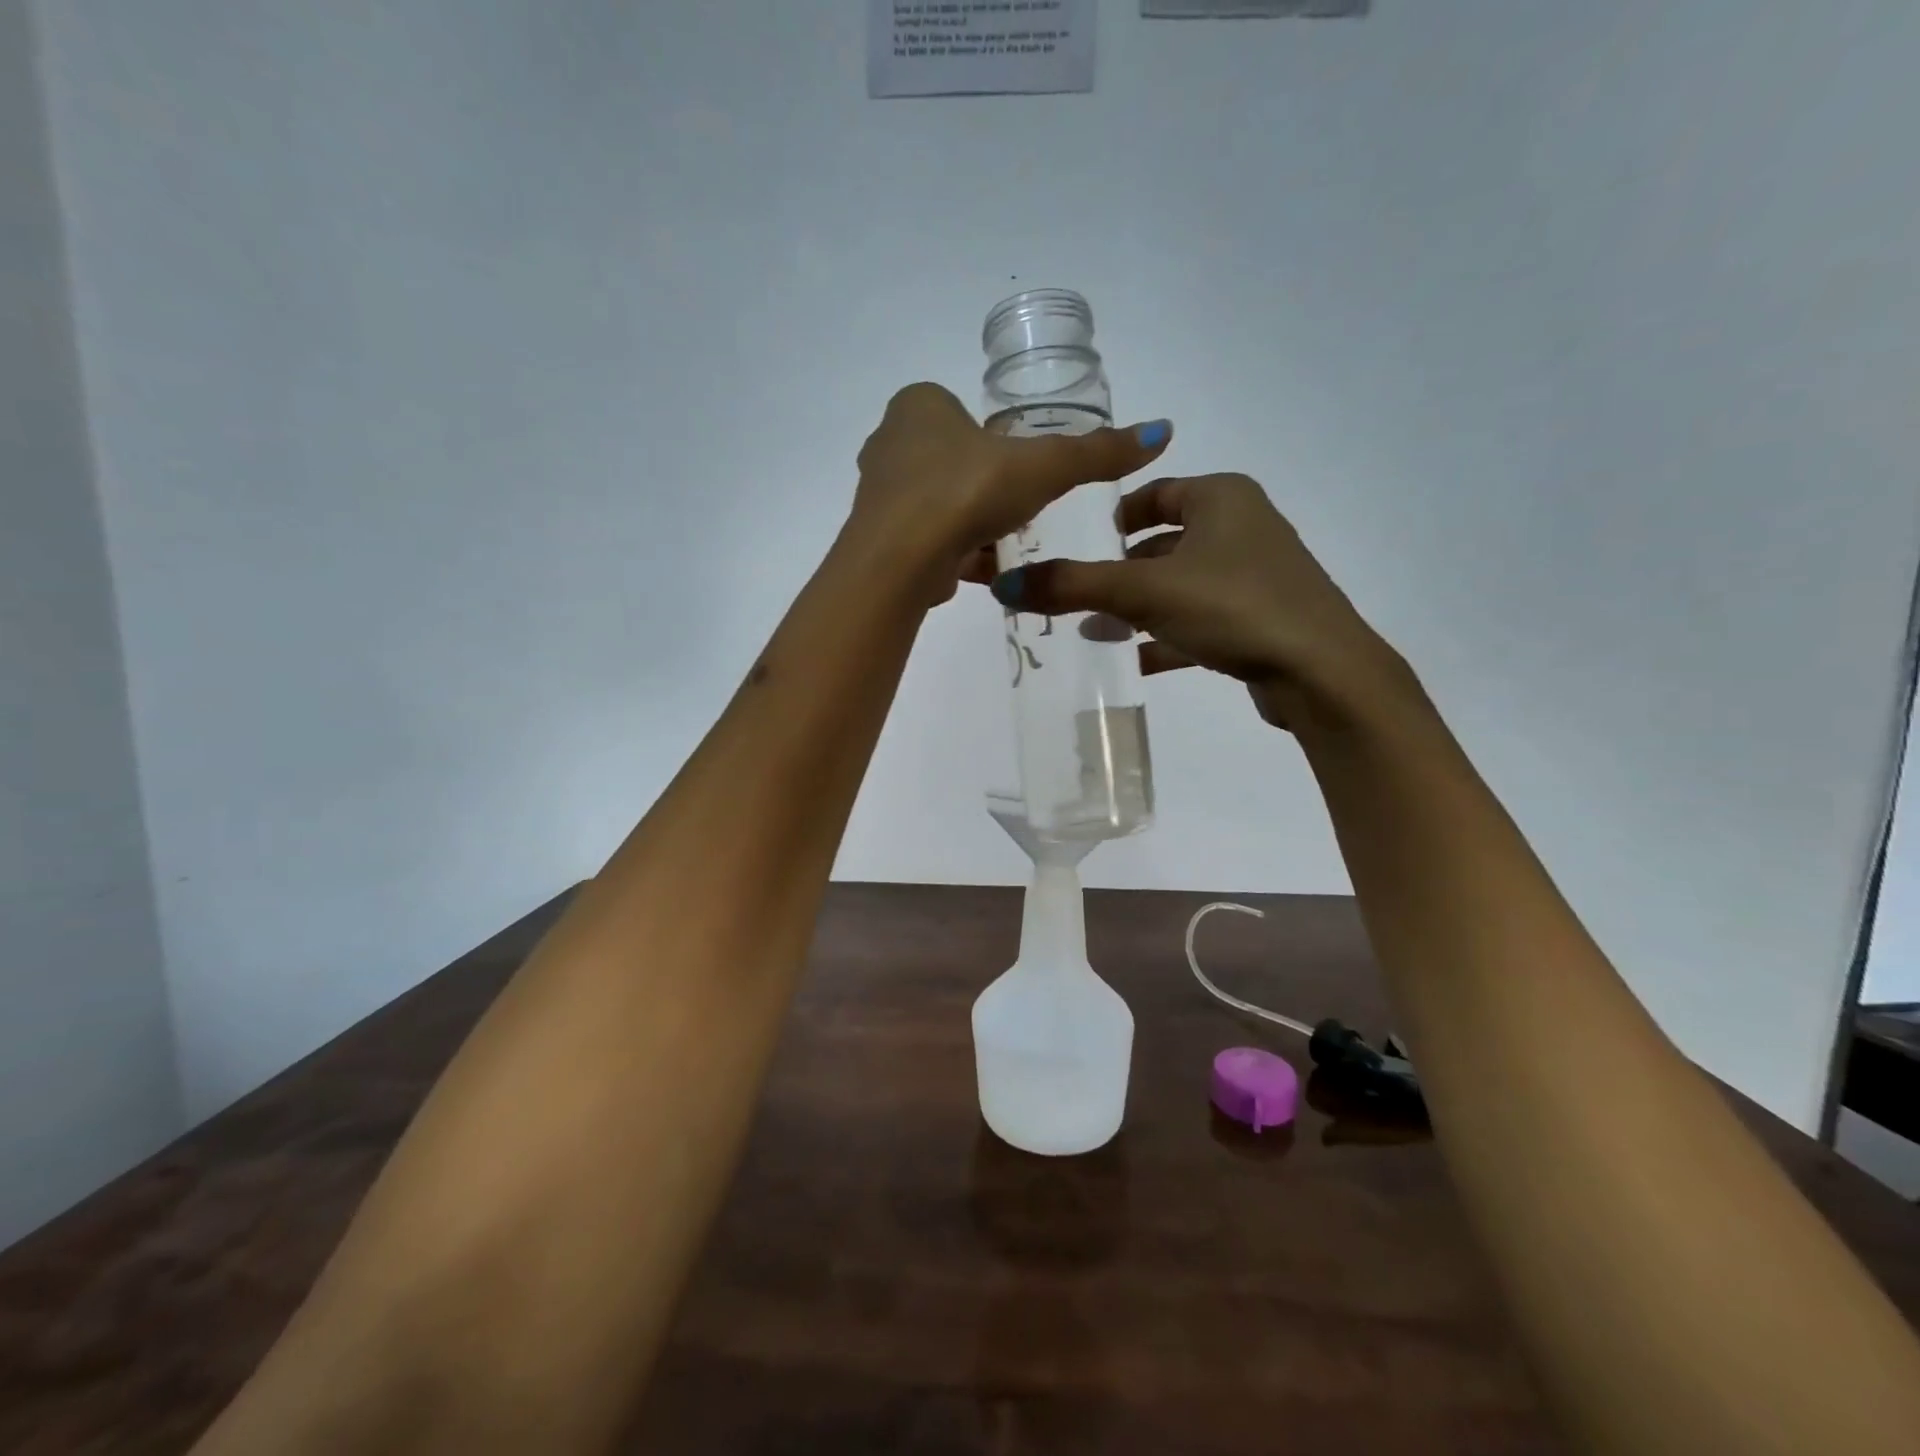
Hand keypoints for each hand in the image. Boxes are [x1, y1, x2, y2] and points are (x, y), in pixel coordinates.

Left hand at [846, 383, 1170, 602]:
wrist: (900, 560)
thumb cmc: (967, 492)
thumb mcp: (1043, 467)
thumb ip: (1096, 453)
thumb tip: (1161, 432)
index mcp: (919, 404)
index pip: (964, 413)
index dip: (995, 441)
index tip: (1018, 470)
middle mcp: (889, 440)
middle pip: (951, 459)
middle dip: (983, 484)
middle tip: (1013, 507)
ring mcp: (877, 491)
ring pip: (936, 501)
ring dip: (967, 521)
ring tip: (999, 541)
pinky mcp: (875, 536)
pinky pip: (924, 536)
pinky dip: (951, 550)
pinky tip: (977, 568)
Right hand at [990, 473, 1402, 728]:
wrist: (1321, 672)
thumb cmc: (1233, 606)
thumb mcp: (1144, 591)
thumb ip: (1074, 586)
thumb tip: (1005, 586)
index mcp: (1222, 497)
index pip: (1153, 493)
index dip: (1111, 517)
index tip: (1074, 545)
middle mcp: (1242, 527)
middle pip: (1163, 543)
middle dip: (1117, 571)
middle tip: (1073, 596)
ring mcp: (1255, 576)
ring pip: (1179, 585)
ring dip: (1137, 608)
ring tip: (1092, 632)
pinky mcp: (1260, 620)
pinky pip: (1199, 620)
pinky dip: (1166, 636)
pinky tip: (1132, 661)